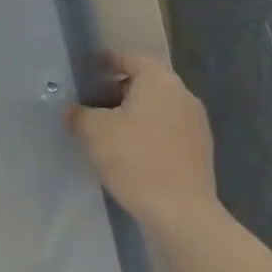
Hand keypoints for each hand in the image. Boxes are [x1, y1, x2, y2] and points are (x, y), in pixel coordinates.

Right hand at [66, 50, 217, 233]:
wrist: (182, 214)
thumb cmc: (135, 158)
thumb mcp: (94, 131)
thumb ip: (78, 114)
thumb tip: (72, 110)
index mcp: (160, 80)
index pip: (130, 58)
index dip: (106, 61)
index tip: (86, 70)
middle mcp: (183, 96)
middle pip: (145, 83)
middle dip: (117, 90)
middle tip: (90, 102)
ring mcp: (196, 126)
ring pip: (157, 109)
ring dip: (132, 115)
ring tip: (105, 130)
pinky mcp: (199, 154)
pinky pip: (167, 132)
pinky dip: (147, 135)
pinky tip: (128, 153)